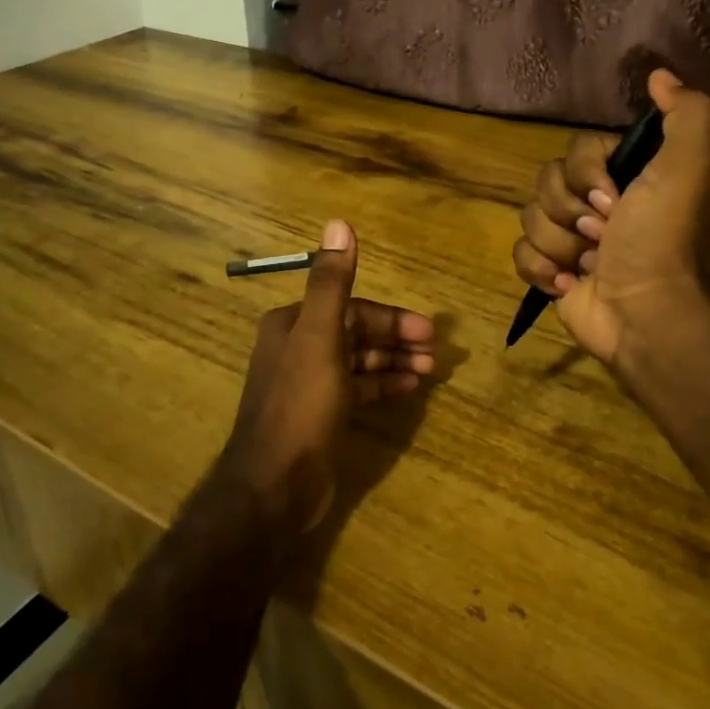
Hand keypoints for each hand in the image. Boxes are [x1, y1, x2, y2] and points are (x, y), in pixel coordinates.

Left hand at [218, 220, 435, 532]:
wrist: (274, 486)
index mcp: (293, 324)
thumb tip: (339, 222)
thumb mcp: (320, 336)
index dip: (391, 318)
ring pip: (360, 361)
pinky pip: (357, 389)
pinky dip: (382, 385)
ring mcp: (308, 383)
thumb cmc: (300, 404)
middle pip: (357, 333)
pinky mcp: (319, 415)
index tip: (428, 331)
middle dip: (396, 339)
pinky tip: (409, 390)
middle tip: (435, 352)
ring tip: (430, 372)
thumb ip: (332, 282)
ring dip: (394, 362)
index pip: (351, 308)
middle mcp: (298, 347)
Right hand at [512, 70, 709, 377]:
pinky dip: (542, 271)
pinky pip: (520, 254)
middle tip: (604, 236)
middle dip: (571, 213)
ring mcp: (570, 240)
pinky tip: (570, 284)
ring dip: (560, 245)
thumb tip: (659, 73)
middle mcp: (594, 204)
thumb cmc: (663, 239)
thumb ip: (685, 114)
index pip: (574, 152)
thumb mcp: (687, 167)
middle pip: (545, 183)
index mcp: (622, 178)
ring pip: (529, 219)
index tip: (615, 200)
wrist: (647, 314)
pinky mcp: (550, 273)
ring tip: (591, 266)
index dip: (586, 175)